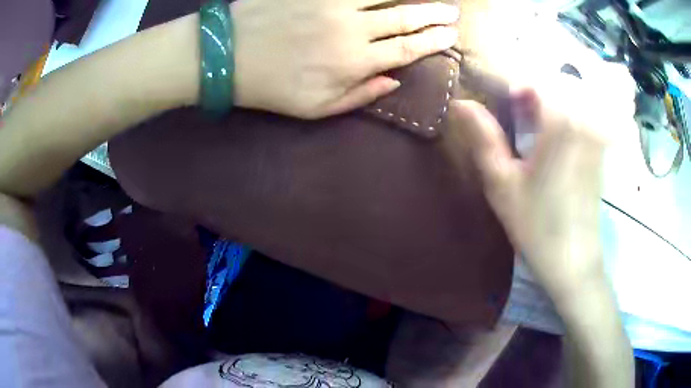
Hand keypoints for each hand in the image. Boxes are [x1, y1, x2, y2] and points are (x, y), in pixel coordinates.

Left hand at [231, 0, 458, 118]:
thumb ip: (359, 96)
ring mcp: (332, 3)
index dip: (431, 42)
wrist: (228, 56)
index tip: (451, 36)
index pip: (406, 50)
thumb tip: (394, 81)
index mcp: (354, 62)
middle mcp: (352, 28)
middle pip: (403, 18)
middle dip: (432, 15)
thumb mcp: (316, 108)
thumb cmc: (272, 87)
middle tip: (451, 12)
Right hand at [449, 75, 632, 300]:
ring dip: (546, 100)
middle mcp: (583, 120)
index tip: (495, 96)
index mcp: (560, 123)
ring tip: (529, 120)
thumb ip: (483, 137)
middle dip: (529, 89)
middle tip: (513, 110)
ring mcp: (595, 133)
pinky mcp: (599, 147)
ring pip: (568, 95)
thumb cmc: (536, 225)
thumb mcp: (501, 183)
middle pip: (552, 82)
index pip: (533, 79)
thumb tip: (460, 103)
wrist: (574, 260)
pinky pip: (581, 113)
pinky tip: (551, 134)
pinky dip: (562, 112)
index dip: (510, 81)